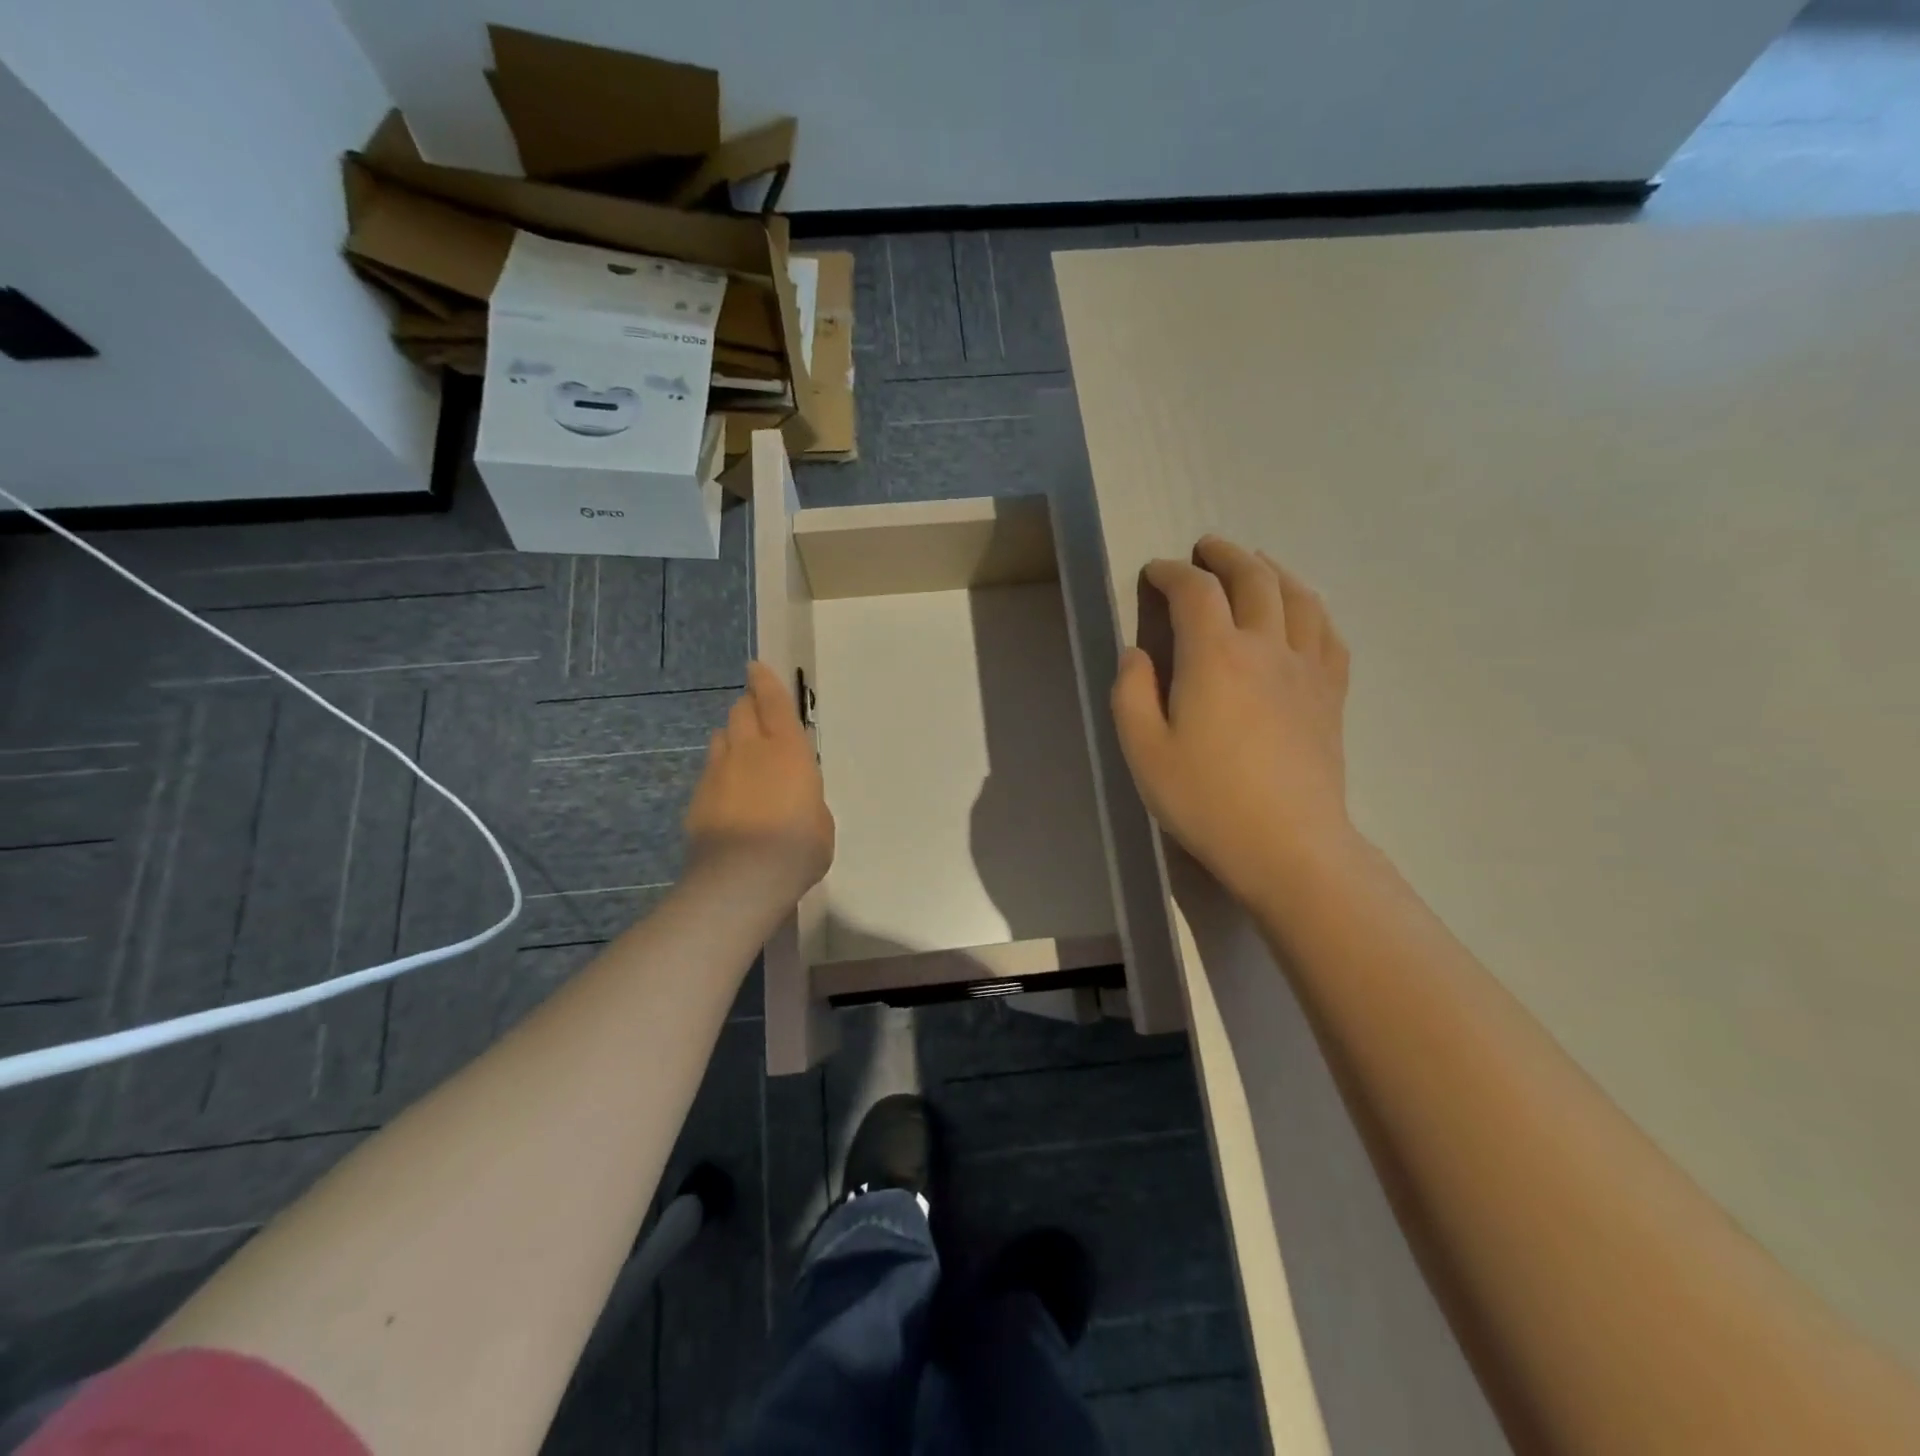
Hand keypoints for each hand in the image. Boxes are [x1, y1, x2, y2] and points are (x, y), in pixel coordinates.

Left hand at [684, 661, 834, 903]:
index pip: (773, 702)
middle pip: (740, 711)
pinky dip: (720, 772)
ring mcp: (718, 772)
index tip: (755, 668)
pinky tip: (728, 794)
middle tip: (755, 713)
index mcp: (788, 750)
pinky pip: (709, 771)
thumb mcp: (821, 823)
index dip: (764, 682)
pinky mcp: (697, 798)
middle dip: (747, 706)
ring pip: (720, 737)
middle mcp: (750, 750)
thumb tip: (795, 799)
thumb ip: (808, 800)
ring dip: (732, 738)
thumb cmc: (797, 847)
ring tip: (742, 754)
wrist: (742, 878)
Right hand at [1111, 537, 1353, 907]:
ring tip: (1256, 565)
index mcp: (1215, 656)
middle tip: (1205, 549)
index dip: (1171, 572)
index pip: (1195, 591)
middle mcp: (1266, 647)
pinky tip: (1302, 614)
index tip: (1154, 573)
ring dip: (1272, 570)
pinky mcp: (1331, 694)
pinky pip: (1328, 633)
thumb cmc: (1206, 800)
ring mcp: (1307, 668)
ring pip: (1298, 596)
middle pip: (1253, 577)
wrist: (1288, 845)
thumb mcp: (1144, 751)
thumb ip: (1131, 693)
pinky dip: (1311, 609)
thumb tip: (1137, 654)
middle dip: (1225, 555)